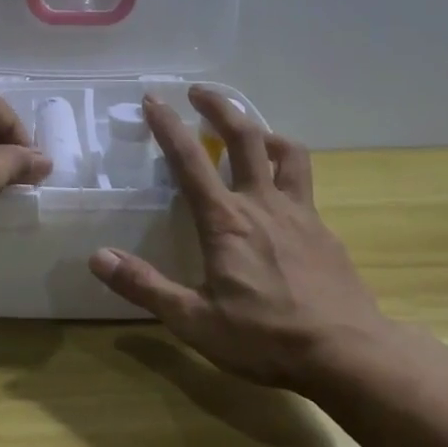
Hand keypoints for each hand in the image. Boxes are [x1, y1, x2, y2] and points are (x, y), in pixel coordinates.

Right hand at [87, 88, 391, 391]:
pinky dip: (286, 172)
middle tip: (199, 92)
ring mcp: (300, 214)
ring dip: (263, 132)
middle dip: (219, 107)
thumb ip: (145, 287)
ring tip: (249, 132)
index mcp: (226, 221)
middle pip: (244, 137)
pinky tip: (278, 197)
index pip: (189, 160)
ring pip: (287, 152)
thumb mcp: (195, 321)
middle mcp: (263, 204)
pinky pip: (304, 185)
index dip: (168, 125)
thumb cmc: (266, 338)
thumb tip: (98, 257)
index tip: (153, 98)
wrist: (349, 354)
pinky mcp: (324, 230)